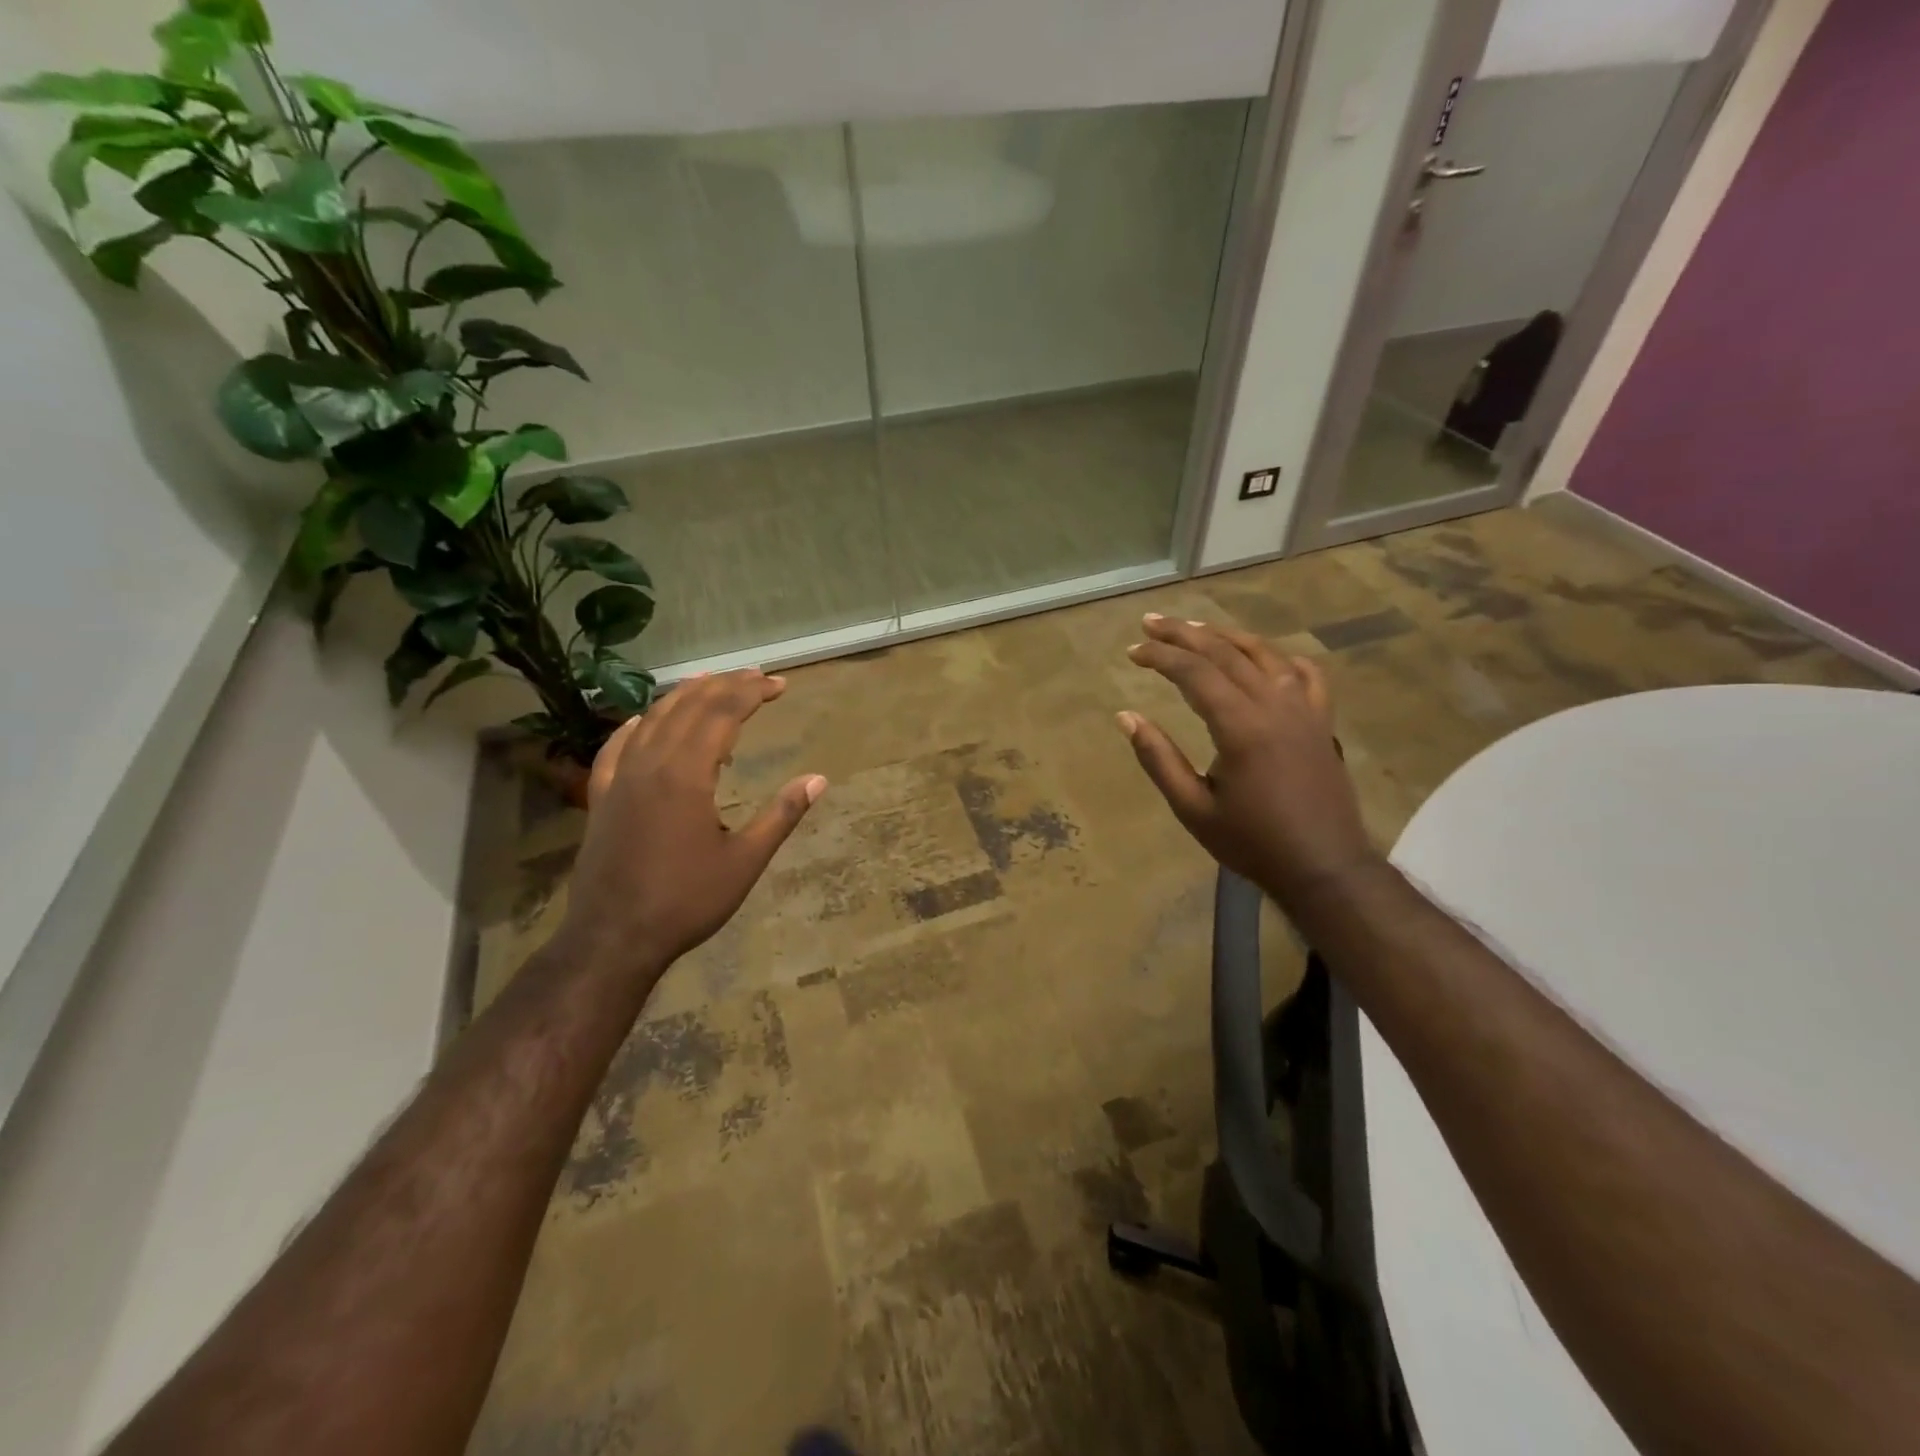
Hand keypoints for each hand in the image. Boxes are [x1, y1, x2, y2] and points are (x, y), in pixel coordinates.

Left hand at [557, 670, 826, 978]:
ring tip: (710, 682)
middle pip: (688, 707)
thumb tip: (818, 780)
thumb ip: (781, 815)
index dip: (752, 692)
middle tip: (756, 676)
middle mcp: (651, 764)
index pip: (722, 714)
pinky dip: (635, 726)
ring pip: (652, 719)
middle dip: (725, 685)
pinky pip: (616, 747)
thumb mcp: (745, 862)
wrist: (613, 938)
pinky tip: (642, 721)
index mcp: (687, 775)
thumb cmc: (686, 901)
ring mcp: (620, 778)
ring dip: (684, 696)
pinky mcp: (601, 797)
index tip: (779, 684)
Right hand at [1119, 614, 1380, 902]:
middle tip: (1150, 622)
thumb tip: (1125, 716)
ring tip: (1195, 628)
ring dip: (1226, 636)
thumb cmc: (1252, 842)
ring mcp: (1305, 709)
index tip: (1131, 652)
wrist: (1323, 866)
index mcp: (1240, 726)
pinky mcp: (1322, 721)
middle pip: (1225, 652)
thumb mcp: (1192, 808)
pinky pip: (1305, 674)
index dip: (1160, 656)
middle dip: (1183, 633)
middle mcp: (1275, 704)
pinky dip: (1280, 657)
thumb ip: (1158, 758)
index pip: (1194, 672)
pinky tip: (1263, 656)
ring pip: (1264, 654)